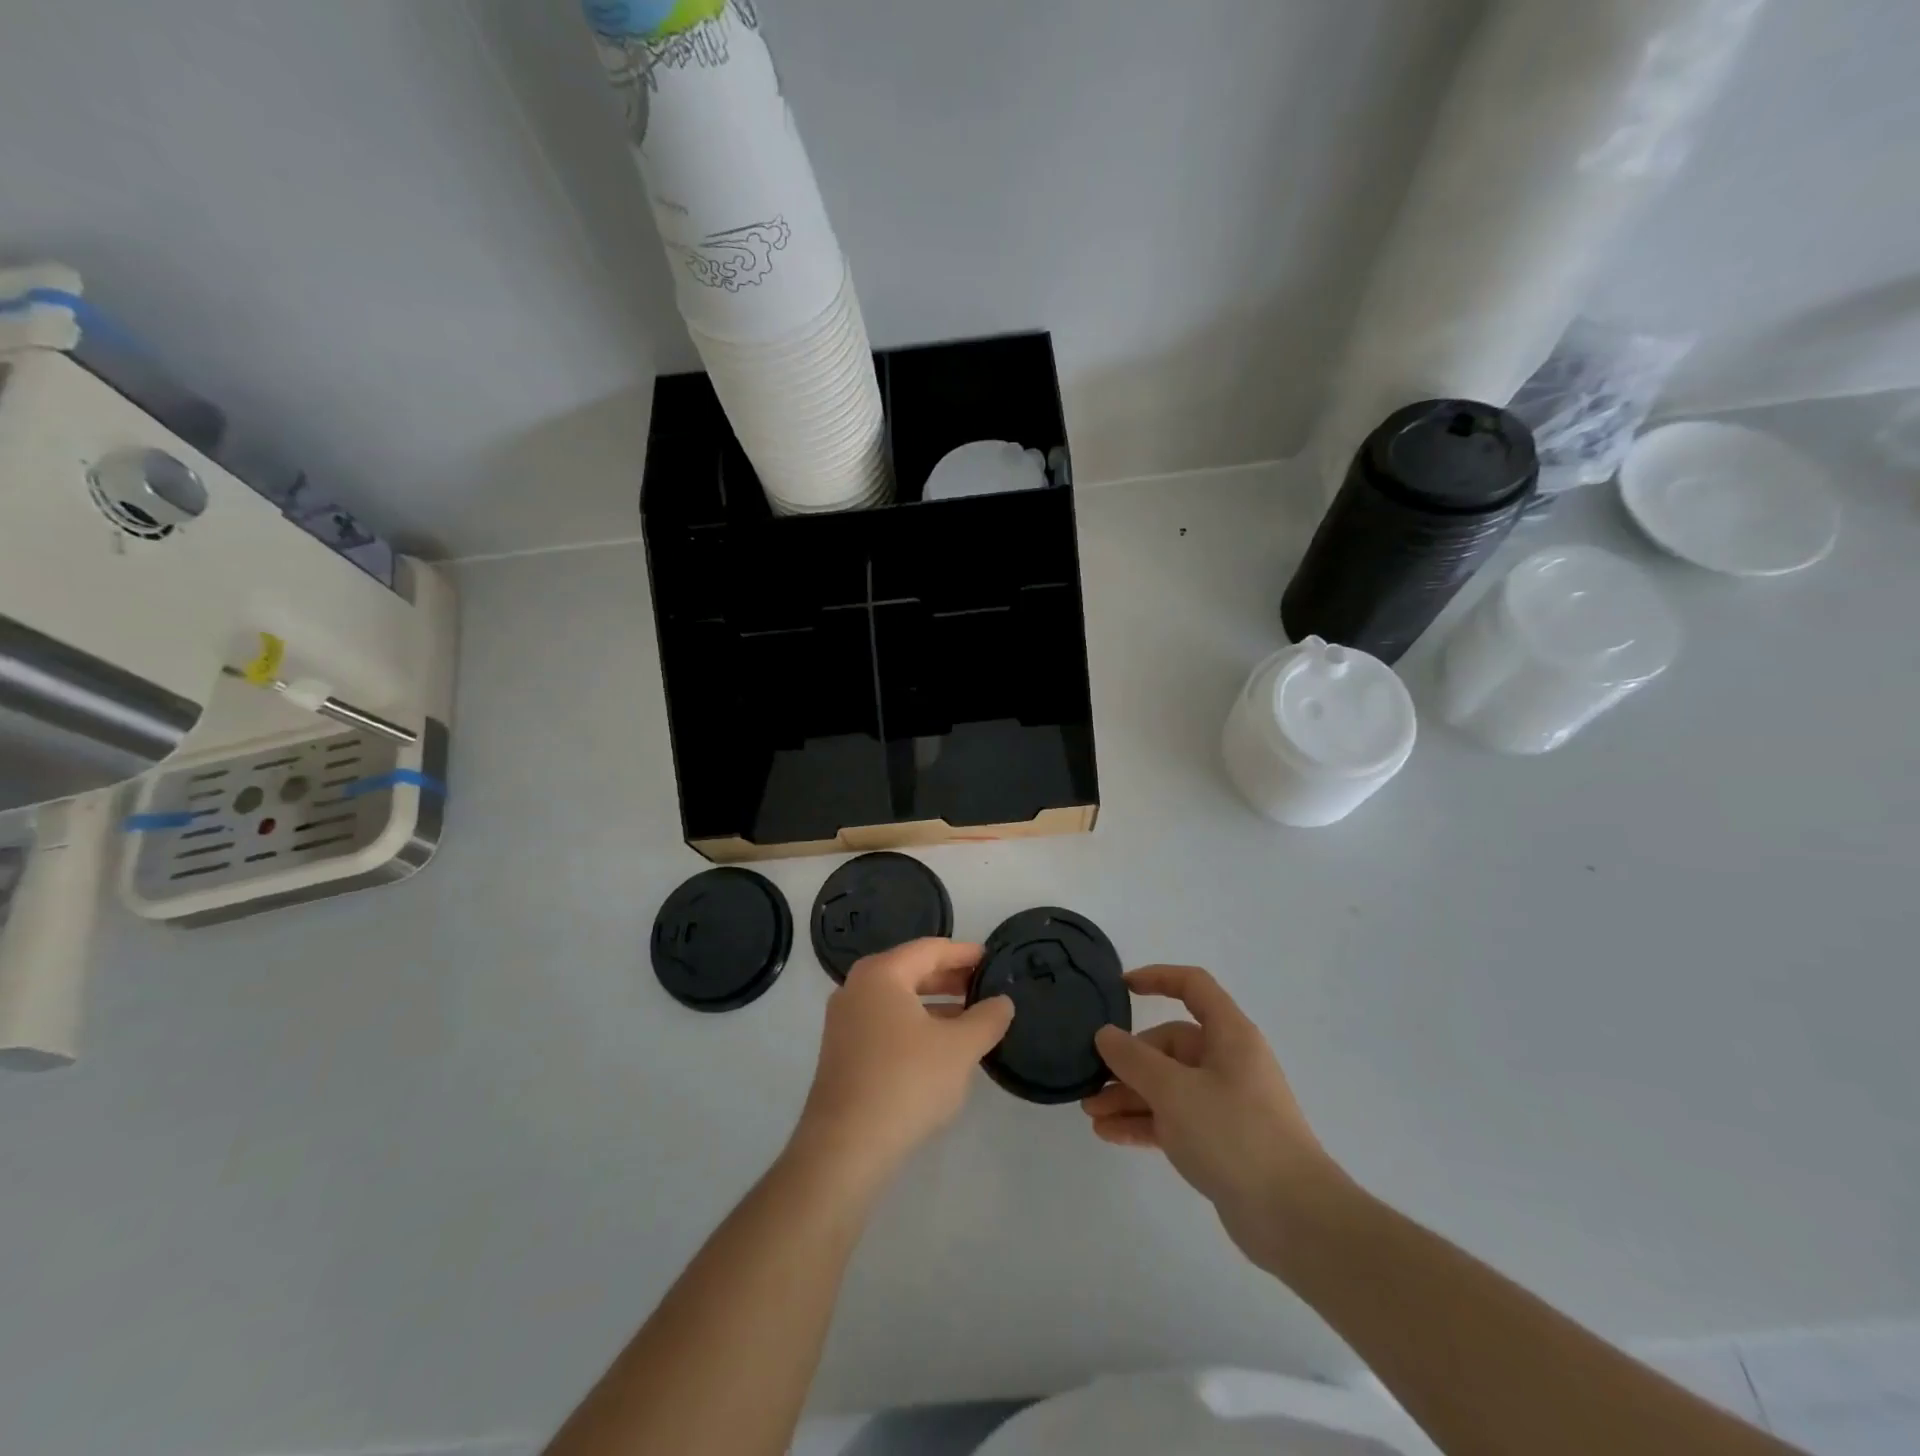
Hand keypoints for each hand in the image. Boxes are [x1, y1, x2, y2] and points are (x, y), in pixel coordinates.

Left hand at [794, 939, 1014, 1181]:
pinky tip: (940, 1046)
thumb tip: (1002, 1002)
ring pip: (899, 999)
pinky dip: (915, 1025)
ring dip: (935, 1004)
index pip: (930, 950)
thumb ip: (987, 1019)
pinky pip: (886, 1023)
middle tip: (985, 987)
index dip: (964, 953)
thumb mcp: (960, 1048)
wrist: (845, 1147)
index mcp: (882, 974)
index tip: (992, 959)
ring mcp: (845, 1021)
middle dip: (950, 978)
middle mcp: (857, 988)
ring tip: (970, 1017)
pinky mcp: (843, 1052)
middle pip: (912, 971)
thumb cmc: (906, 1081)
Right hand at [1082, 965, 1339, 1266]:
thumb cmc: (1234, 1134)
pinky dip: (1144, 1122)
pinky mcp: (1221, 1141)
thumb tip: (1105, 1034)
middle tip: (1092, 1079)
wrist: (1294, 1218)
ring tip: (1091, 1113)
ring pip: (1168, 1085)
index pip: (1192, 986)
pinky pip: (1174, 1119)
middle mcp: (1228, 1062)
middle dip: (1128, 1061)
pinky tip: (1109, 1134)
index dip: (1157, 978)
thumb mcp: (1174, 1090)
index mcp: (1229, 1035)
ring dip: (1129, 1096)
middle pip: (1170, 1044)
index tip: (1120, 987)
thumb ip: (1134, 1059)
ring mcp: (1225, 1103)